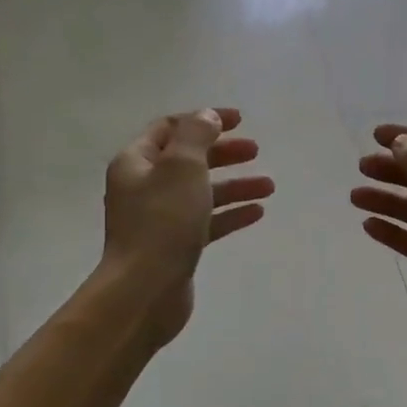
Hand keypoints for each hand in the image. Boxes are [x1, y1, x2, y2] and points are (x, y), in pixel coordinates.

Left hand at [101, 107, 272, 346]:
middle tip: (256, 151)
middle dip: (223, 153)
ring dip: (234, 185)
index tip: (240, 121)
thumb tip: (206, 116)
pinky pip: (206, 221)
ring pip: (201, 192)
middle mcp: (144, 187)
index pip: (171, 128)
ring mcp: (159, 219)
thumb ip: (197, 135)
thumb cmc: (163, 222)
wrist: (145, 291)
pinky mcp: (175, 246)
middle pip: (188, 160)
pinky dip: (230, 214)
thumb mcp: (182, 167)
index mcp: (137, 162)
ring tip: (269, 186)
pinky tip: (257, 212)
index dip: (205, 119)